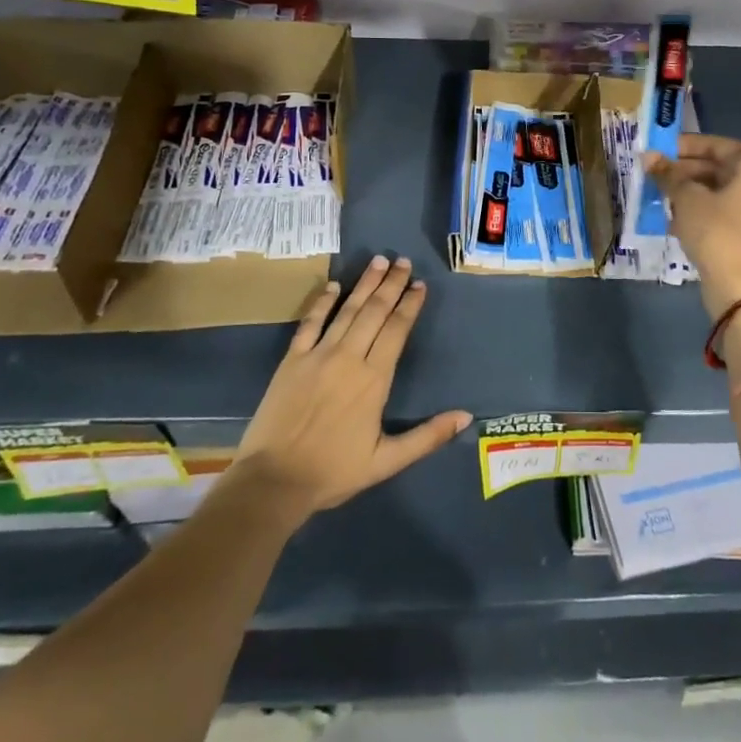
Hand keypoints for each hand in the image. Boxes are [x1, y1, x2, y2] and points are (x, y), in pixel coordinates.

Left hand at [230, 255, 470, 523]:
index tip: (420, 285)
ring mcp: (318, 355)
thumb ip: (427, 436)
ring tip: (378, 261)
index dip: (410, 305)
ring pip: (347, 310)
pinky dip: (322, 302)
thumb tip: (466, 416)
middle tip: (403, 261)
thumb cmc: (334, 471)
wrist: (274, 480)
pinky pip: (310, 323)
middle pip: (374, 311)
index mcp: (374, 379)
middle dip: (391, 284)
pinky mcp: (292, 360)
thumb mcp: (387, 461)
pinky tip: (333, 286)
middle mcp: (349, 357)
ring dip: (364, 284)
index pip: (397, 330)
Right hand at [646, 135, 740, 317]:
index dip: (683, 146)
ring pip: (721, 192)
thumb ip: (668, 174)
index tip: (657, 150)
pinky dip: (702, 211)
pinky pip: (725, 212)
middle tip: (654, 175)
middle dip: (684, 171)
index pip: (716, 145)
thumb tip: (648, 156)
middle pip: (720, 168)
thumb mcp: (687, 198)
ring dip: (690, 192)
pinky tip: (675, 219)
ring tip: (660, 196)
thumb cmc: (717, 232)